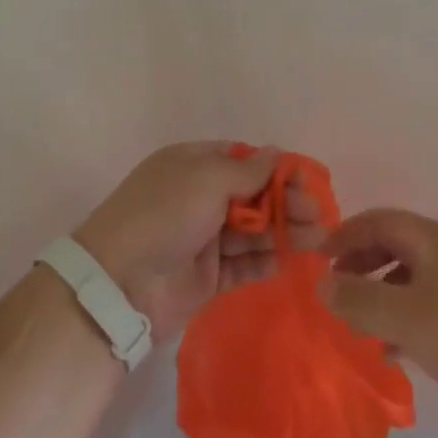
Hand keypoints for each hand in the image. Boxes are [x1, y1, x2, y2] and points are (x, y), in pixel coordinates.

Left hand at [75, 142, 323, 340]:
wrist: (119, 283)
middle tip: (317, 217)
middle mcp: (200, 197)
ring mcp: (204, 238)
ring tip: (317, 240)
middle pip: (253, 196)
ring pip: (253, 231)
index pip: (244, 160)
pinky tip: (290, 260)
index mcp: (193, 165)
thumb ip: (248, 170)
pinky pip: (244, 264)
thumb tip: (278, 153)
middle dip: (286, 203)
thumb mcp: (206, 179)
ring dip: (284, 232)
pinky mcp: (208, 277)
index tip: (305, 182)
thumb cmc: (164, 214)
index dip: (276, 170)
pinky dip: (266, 261)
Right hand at [318, 208, 437, 433]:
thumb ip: (360, 299)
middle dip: (360, 262)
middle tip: (333, 288)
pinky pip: (430, 306)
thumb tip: (320, 280)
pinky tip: (396, 351)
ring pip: (412, 277)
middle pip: (394, 245)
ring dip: (381, 293)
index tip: (316, 259)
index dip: (344, 235)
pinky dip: (406, 319)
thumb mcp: (408, 318)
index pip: (376, 221)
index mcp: (430, 239)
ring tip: (357, 322)